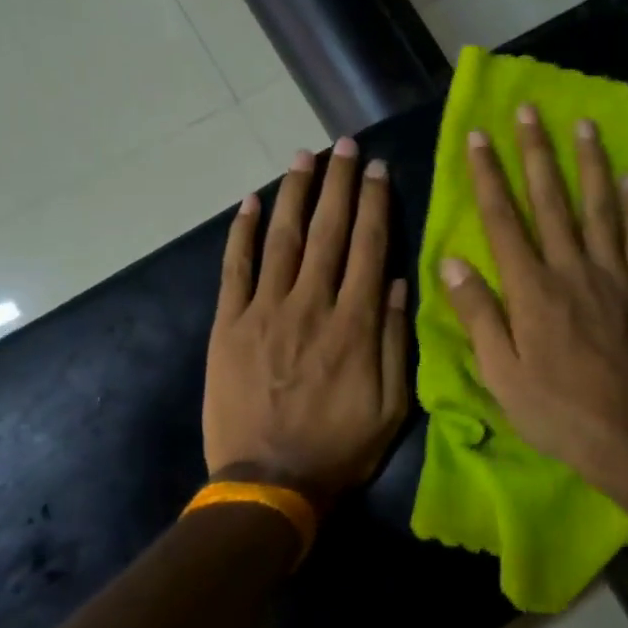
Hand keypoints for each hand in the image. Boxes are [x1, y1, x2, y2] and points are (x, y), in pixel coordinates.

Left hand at [205, 137, 409, 506]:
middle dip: (339, 184)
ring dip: (294, 193)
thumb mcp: (392, 407)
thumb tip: (399, 282)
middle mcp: (311, 306)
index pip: (369, 248)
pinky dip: (241, 233)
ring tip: (303, 156)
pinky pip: (235, 269)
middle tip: (344, 144)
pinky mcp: (228, 325)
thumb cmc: (339, 449)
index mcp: (355, 325)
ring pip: (283, 239)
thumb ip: (396, 341)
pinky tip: (250, 202)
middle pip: (329, 231)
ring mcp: (264, 312)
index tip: (378, 169)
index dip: (375, 204)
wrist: (268, 482)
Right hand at [440, 106, 627, 499]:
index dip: (488, 176)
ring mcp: (613, 277)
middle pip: (552, 201)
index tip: (478, 136)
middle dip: (537, 153)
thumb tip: (451, 260)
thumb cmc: (556, 410)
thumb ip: (478, 314)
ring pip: (600, 208)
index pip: (504, 220)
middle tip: (530, 110)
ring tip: (583, 124)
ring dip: (589, 163)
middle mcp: (572, 270)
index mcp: (531, 289)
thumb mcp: (501, 373)